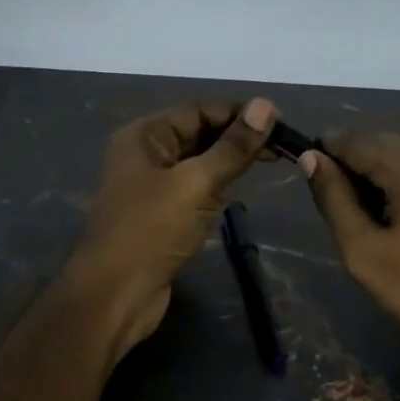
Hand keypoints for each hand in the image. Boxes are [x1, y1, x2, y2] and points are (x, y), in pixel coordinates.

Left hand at [67, 98, 276, 360]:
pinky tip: (241, 190)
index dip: (238, 113)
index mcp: (144, 137)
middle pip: (198, 135)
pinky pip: (194, 191)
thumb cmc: (152, 231)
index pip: (198, 111)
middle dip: (237, 137)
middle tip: (283, 146)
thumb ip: (232, 147)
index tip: (280, 120)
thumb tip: (265, 105)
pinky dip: (218, 187)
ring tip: (273, 162)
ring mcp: (151, 188)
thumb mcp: (196, 183)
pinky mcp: (161, 217)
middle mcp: (145, 156)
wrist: (115, 295)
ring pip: (198, 164)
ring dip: (230, 162)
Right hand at [301, 132, 399, 379]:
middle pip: (387, 144)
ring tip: (387, 222)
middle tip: (353, 214)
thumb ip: (333, 199)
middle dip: (362, 168)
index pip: (353, 140)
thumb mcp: (364, 251)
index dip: (328, 157)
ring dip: (394, 178)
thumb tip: (311, 157)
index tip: (319, 186)